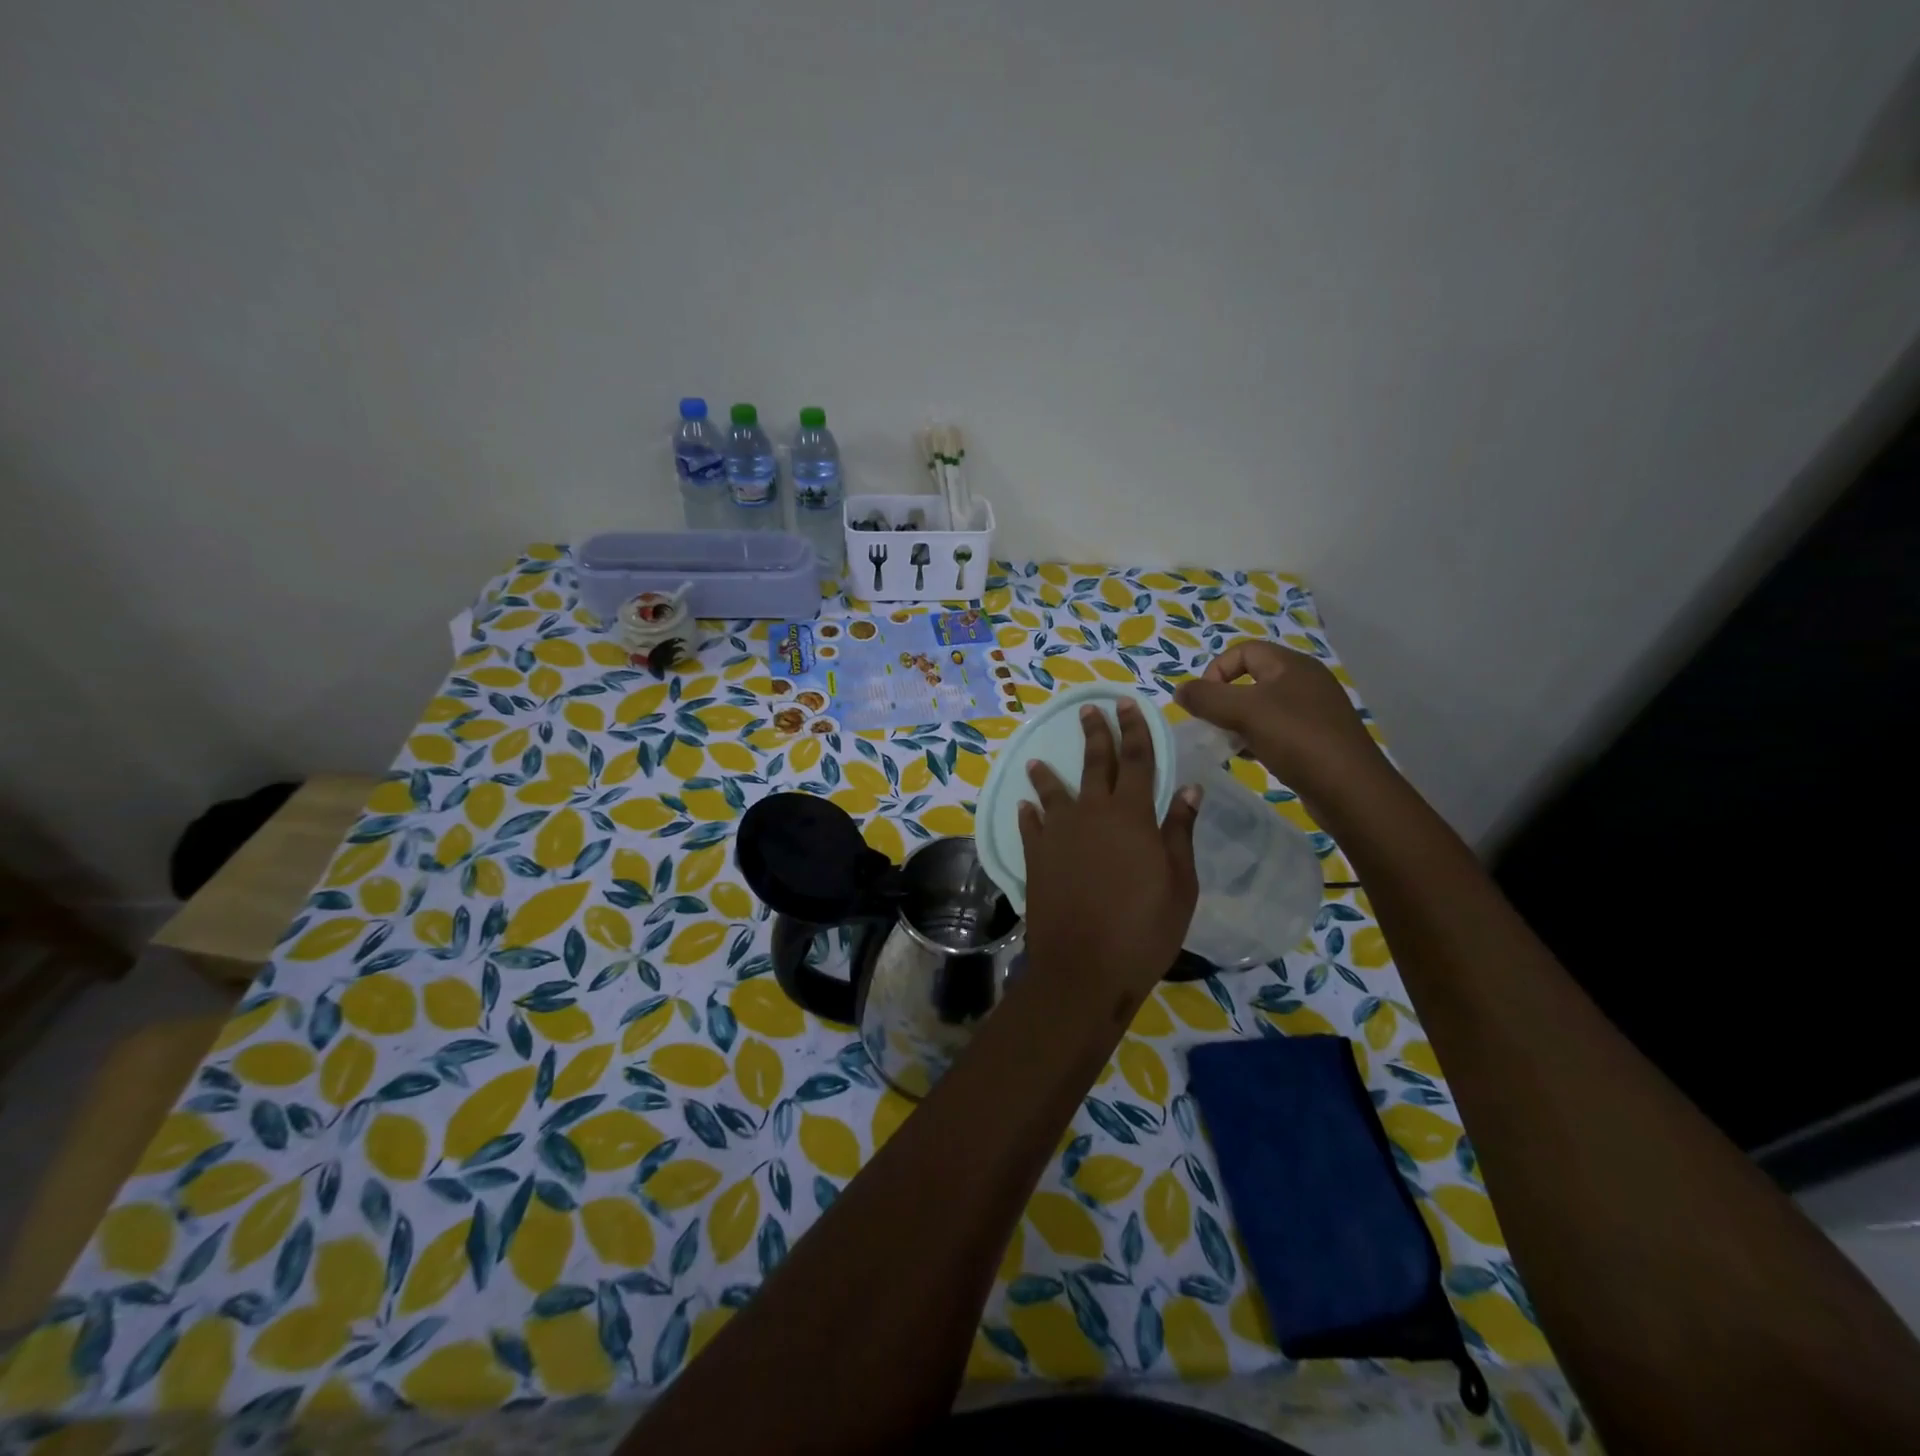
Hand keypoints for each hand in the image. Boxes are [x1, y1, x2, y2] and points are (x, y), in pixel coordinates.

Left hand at [1018, 700, 1199, 998]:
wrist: (1085, 966)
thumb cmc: (1144, 928)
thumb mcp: (1179, 883)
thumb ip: (1179, 832)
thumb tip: (1190, 789)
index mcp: (1132, 815)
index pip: (1136, 759)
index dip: (1133, 729)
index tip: (1125, 704)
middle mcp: (1092, 813)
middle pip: (1095, 764)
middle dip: (1094, 734)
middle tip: (1088, 710)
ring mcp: (1058, 833)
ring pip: (1053, 791)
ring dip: (1048, 774)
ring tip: (1038, 760)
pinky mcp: (1035, 856)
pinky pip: (1030, 826)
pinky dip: (1029, 813)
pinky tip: (1024, 806)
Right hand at [1174, 641, 1380, 793]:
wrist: (1350, 789)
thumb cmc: (1296, 739)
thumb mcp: (1244, 712)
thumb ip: (1206, 698)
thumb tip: (1180, 690)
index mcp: (1291, 665)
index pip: (1243, 651)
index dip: (1216, 671)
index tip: (1203, 702)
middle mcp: (1305, 681)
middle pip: (1251, 679)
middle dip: (1224, 700)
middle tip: (1211, 724)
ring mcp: (1313, 710)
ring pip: (1262, 707)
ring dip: (1238, 722)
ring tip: (1227, 744)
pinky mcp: (1316, 738)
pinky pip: (1276, 729)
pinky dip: (1256, 738)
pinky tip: (1248, 757)